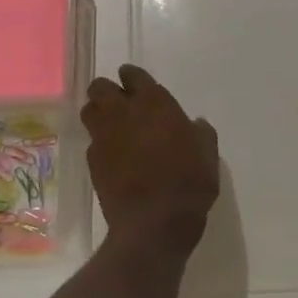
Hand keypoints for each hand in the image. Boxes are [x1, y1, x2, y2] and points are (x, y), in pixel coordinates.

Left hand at [83, 65, 219, 253]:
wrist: (154, 222)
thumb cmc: (188, 182)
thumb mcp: (208, 154)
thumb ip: (200, 132)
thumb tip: (196, 123)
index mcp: (154, 103)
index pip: (133, 75)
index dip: (132, 77)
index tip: (135, 85)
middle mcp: (123, 112)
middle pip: (100, 87)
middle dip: (107, 91)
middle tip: (119, 104)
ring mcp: (104, 136)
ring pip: (89, 111)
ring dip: (98, 113)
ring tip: (111, 126)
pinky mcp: (92, 161)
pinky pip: (91, 142)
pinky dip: (100, 144)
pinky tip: (113, 157)